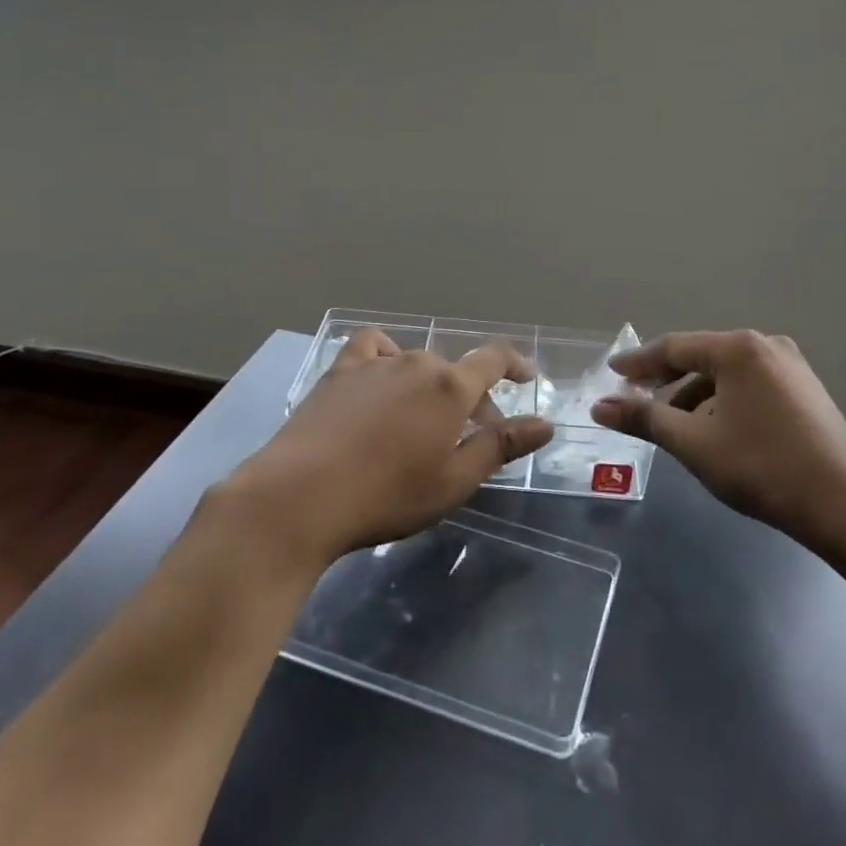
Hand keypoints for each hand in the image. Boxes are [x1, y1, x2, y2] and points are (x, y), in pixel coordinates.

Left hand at [231, 328, 554, 566]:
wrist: (300, 496)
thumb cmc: (387, 495)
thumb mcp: (454, 480)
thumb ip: (501, 446)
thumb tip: (545, 424)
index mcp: (450, 387)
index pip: (494, 359)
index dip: (515, 364)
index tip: (527, 376)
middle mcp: (416, 362)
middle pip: (454, 371)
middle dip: (470, 400)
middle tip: (468, 439)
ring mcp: (374, 363)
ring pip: (416, 364)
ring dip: (429, 386)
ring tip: (421, 420)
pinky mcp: (338, 372)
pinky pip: (371, 349)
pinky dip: (385, 358)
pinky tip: (379, 383)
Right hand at [591, 330, 845, 551]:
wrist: (844, 505)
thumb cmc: (761, 466)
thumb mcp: (693, 442)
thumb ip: (644, 419)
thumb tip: (598, 407)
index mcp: (738, 349)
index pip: (674, 347)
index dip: (638, 362)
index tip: (611, 373)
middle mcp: (765, 345)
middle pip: (701, 356)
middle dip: (665, 380)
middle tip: (633, 399)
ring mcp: (790, 366)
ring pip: (726, 374)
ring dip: (693, 395)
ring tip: (670, 423)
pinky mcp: (804, 390)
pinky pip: (748, 385)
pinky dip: (722, 401)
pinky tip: (712, 428)